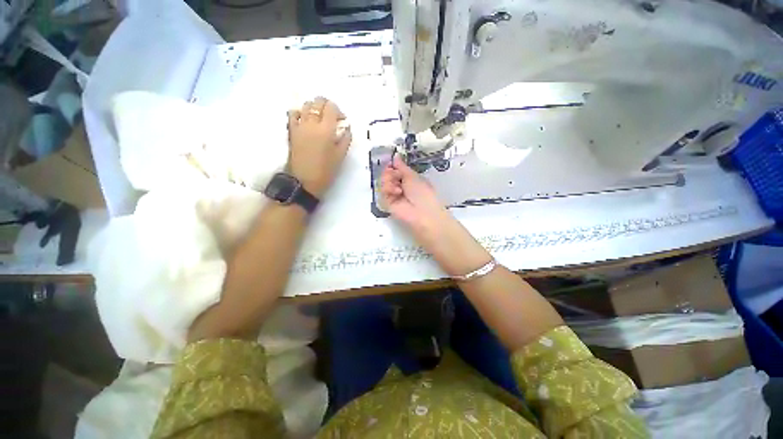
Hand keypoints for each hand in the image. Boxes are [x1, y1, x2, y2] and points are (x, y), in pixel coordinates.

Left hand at [287, 97, 351, 197]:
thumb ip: (345, 139)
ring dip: (314, 107)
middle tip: (332, 117)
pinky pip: (293, 114)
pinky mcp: (291, 131)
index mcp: (326, 129)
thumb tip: (347, 128)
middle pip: (318, 102)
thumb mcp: (340, 156)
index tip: (342, 120)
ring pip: (305, 105)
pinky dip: (300, 112)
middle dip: (326, 105)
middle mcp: (312, 123)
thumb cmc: (325, 171)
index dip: (338, 111)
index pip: (331, 107)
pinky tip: (305, 119)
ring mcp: (300, 126)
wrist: (304, 181)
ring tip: (319, 118)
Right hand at [380, 154, 448, 234]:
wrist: (422, 212)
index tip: (391, 162)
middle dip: (390, 172)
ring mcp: (394, 195)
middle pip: (388, 174)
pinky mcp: (388, 203)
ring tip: (398, 187)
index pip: (396, 169)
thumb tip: (395, 156)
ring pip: (384, 182)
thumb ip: (402, 167)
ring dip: (389, 180)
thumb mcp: (413, 176)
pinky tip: (396, 192)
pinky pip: (383, 192)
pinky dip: (388, 189)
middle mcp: (401, 186)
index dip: (393, 165)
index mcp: (410, 179)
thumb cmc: (422, 192)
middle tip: (395, 175)